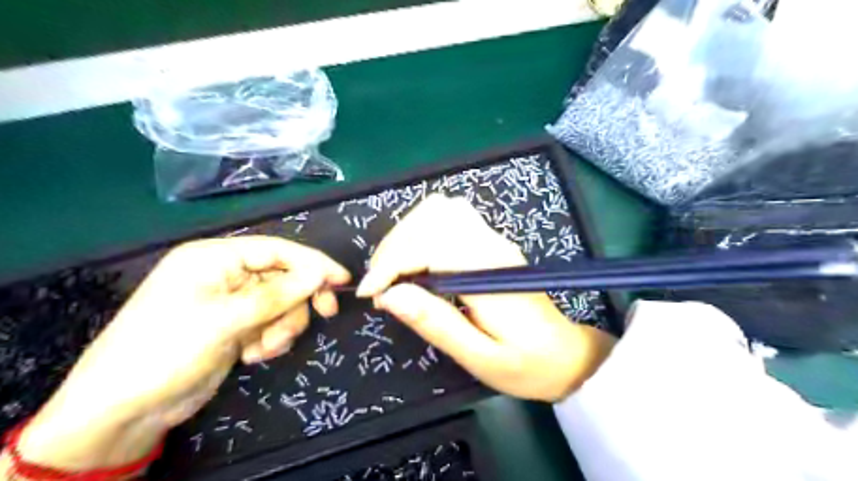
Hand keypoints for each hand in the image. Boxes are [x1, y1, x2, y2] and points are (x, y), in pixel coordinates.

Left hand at [15, 236, 347, 470]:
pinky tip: (253, 355)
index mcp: (215, 258)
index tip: (342, 279)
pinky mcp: (236, 326)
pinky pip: (271, 323)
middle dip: (299, 300)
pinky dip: (271, 338)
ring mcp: (231, 302)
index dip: (313, 262)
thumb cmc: (168, 350)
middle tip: (325, 313)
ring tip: (264, 349)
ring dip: (283, 326)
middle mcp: (225, 274)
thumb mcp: (226, 319)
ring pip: (281, 303)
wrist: (125, 411)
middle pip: (284, 277)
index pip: (277, 250)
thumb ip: (278, 294)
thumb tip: (320, 274)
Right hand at [357, 196, 617, 400]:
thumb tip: (390, 296)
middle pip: (432, 215)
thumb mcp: (480, 357)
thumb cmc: (525, 364)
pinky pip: (450, 217)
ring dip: (407, 234)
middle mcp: (491, 245)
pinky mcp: (490, 242)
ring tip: (394, 272)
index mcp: (488, 272)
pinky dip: (421, 232)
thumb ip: (436, 324)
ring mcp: (493, 239)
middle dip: (395, 245)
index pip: (430, 243)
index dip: (392, 263)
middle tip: (381, 285)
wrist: (565, 355)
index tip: (371, 293)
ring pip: (441, 209)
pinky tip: (416, 262)